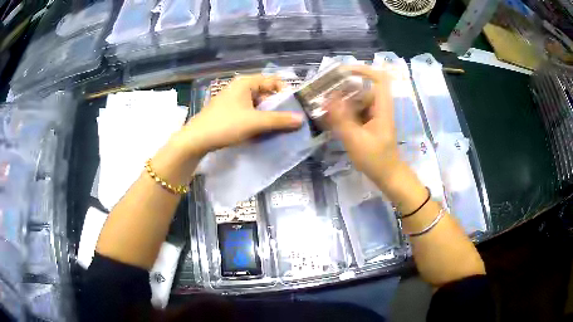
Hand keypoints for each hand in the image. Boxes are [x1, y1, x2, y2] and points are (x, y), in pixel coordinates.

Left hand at [173, 75, 303, 155]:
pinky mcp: (229, 111)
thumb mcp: (255, 122)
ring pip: (258, 104)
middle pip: (266, 92)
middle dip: (278, 106)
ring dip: (268, 115)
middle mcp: (240, 87)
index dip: (286, 92)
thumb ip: (279, 120)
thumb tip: (301, 119)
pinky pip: (249, 112)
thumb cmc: (225, 125)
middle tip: (288, 120)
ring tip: (277, 128)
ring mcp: (233, 99)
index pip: (273, 80)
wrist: (196, 139)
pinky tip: (262, 131)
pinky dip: (257, 119)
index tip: (293, 108)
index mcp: (246, 82)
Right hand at [323, 66, 402, 186]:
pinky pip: (355, 112)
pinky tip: (330, 119)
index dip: (363, 70)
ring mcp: (374, 116)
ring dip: (340, 103)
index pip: (379, 79)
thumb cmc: (376, 159)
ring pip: (356, 101)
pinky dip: (343, 114)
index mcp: (382, 108)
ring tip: (323, 108)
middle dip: (343, 90)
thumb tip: (328, 98)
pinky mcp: (369, 124)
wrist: (388, 176)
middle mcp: (378, 108)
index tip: (343, 72)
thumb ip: (341, 119)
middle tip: (324, 95)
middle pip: (362, 89)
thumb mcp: (356, 140)